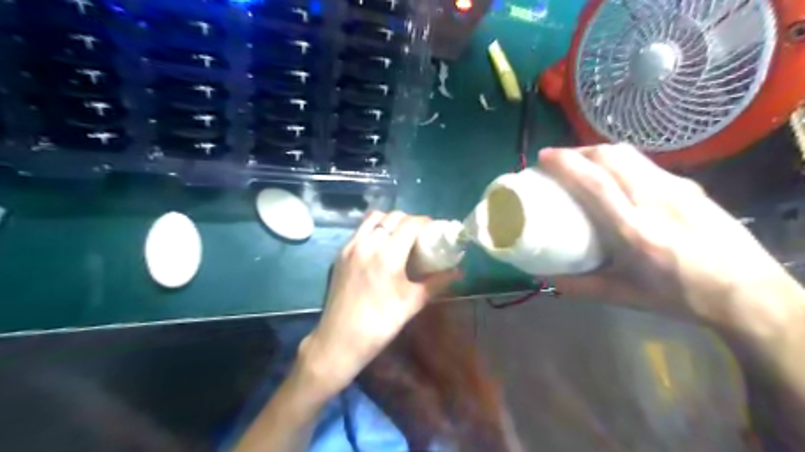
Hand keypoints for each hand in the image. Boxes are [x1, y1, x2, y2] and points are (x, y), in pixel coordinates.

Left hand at [294, 209, 458, 396]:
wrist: (339, 340)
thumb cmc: (380, 324)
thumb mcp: (412, 302)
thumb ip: (437, 283)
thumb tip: (459, 272)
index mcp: (387, 255)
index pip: (410, 223)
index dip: (425, 222)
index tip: (434, 230)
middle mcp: (367, 244)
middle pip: (392, 217)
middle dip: (410, 220)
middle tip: (420, 235)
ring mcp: (350, 247)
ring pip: (373, 218)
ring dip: (390, 221)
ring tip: (400, 236)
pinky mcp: (340, 254)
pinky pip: (360, 230)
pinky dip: (374, 229)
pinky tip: (381, 246)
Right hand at [539, 145, 804, 335]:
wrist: (750, 293)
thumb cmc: (681, 296)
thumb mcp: (624, 297)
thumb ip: (581, 286)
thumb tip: (547, 277)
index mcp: (635, 231)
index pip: (595, 183)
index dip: (565, 164)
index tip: (543, 157)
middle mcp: (655, 200)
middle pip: (612, 157)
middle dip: (579, 151)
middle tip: (559, 160)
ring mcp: (677, 188)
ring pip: (629, 154)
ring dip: (599, 152)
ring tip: (583, 163)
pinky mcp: (690, 185)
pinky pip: (645, 163)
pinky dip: (620, 161)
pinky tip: (616, 177)